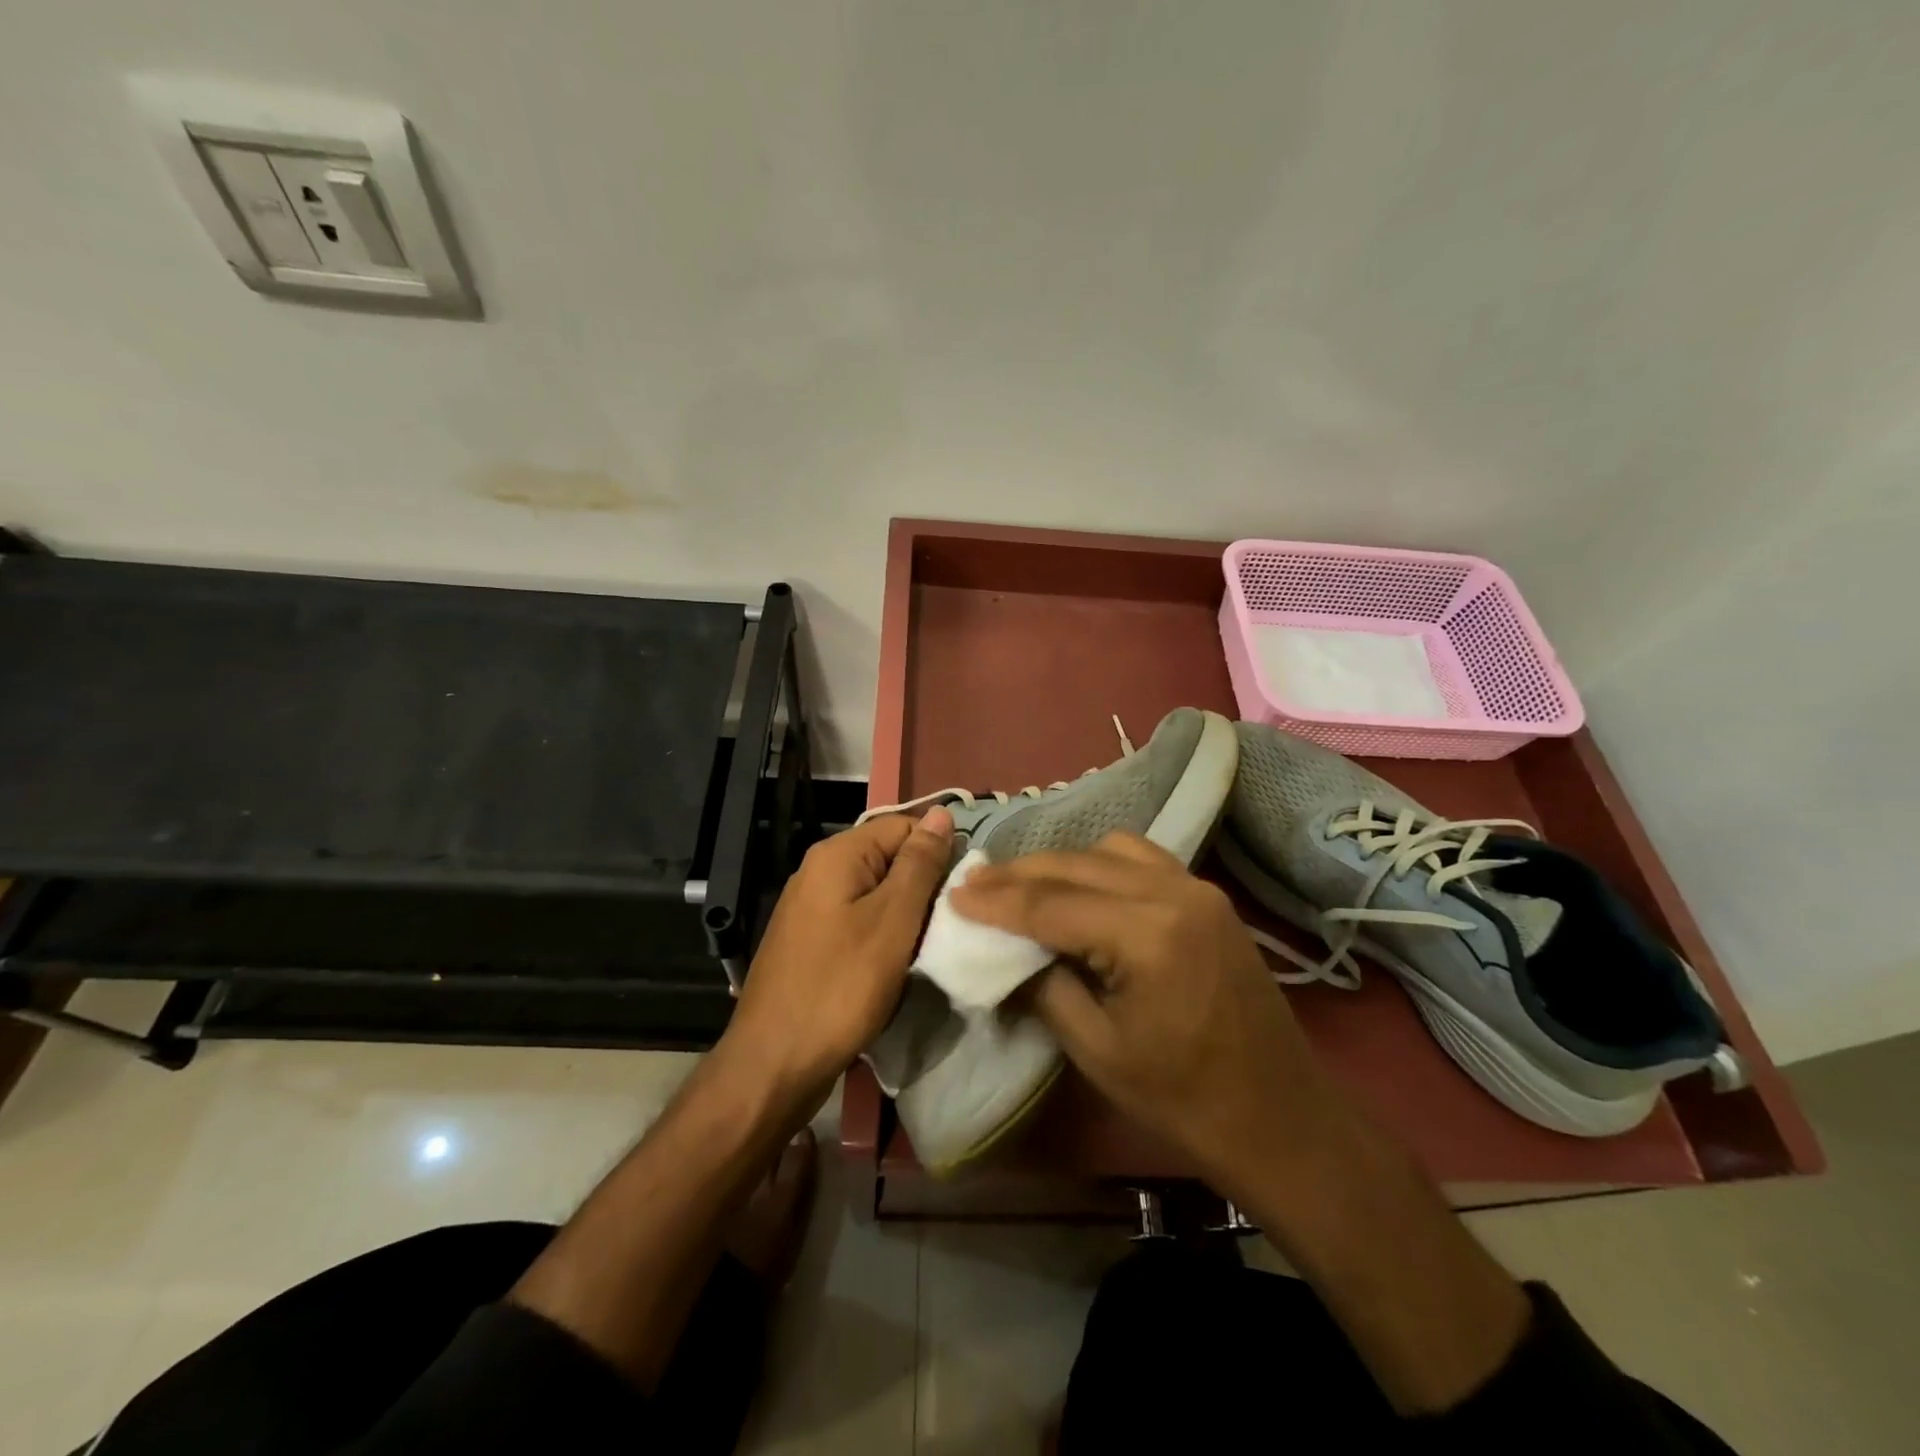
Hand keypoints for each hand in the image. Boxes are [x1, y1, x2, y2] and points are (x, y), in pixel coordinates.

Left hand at [725, 807, 955, 1098]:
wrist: (774, 1064)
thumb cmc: (840, 987)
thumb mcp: (892, 921)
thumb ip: (919, 864)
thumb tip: (941, 812)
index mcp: (836, 855)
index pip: (904, 826)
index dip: (938, 850)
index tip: (964, 889)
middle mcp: (819, 871)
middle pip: (889, 858)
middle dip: (923, 885)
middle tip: (951, 922)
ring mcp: (811, 908)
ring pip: (876, 893)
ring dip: (906, 914)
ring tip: (930, 944)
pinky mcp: (811, 941)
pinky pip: (859, 920)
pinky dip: (884, 935)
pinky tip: (899, 962)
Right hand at [949, 831, 1340, 1196]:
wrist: (1279, 1118)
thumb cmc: (1182, 1099)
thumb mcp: (1096, 1049)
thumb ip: (1045, 985)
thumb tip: (1006, 948)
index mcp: (1147, 935)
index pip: (1052, 905)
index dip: (997, 901)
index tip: (955, 894)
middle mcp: (1174, 893)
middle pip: (1077, 865)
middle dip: (1020, 873)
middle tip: (975, 882)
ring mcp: (1197, 888)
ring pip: (1109, 849)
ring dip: (1060, 863)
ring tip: (1022, 886)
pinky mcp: (1208, 897)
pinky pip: (1142, 859)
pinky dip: (1101, 864)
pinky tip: (1080, 887)